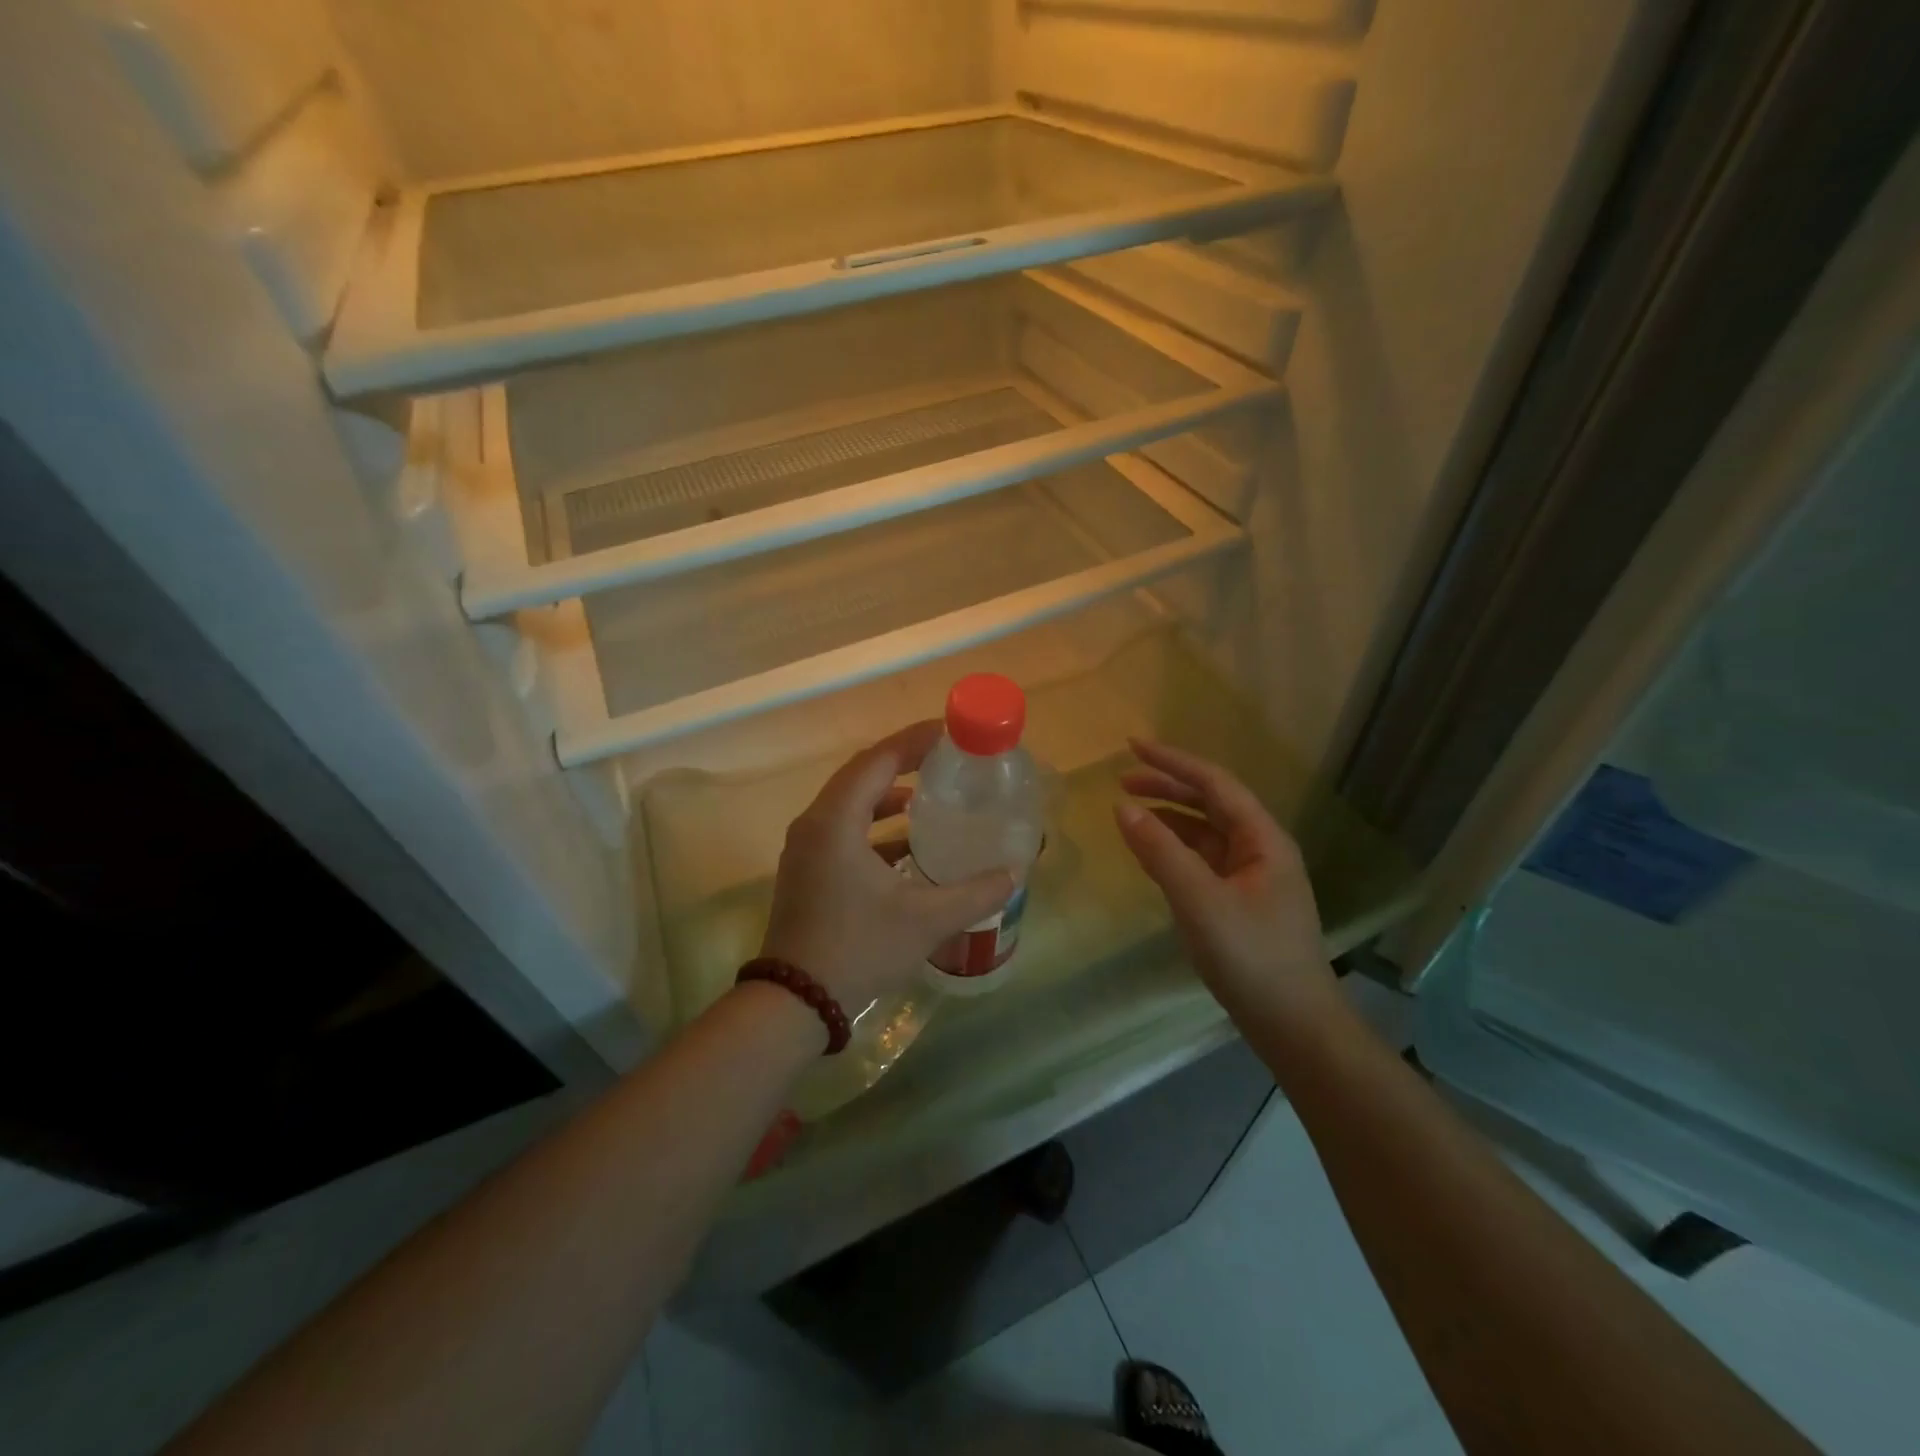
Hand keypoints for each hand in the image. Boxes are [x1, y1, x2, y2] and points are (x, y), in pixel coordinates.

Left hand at [760, 721, 1016, 1012]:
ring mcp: (806, 848)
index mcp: (836, 821)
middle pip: (862, 774)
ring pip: (851, 803)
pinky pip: (844, 829)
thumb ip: (974, 893)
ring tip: (930, 797)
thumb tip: (1012, 874)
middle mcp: (815, 823)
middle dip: (904, 762)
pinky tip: (908, 844)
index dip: (915, 741)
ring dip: (888, 795)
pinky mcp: (807, 870)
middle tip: (946, 758)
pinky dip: (875, 826)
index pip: (879, 760)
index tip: (951, 732)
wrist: (795, 1002)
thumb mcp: (925, 920)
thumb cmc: (858, 949)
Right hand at [1114, 739, 1336, 1025]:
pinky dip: (1174, 848)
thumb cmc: (1250, 956)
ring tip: (1130, 812)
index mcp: (1262, 839)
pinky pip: (1202, 860)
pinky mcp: (1240, 902)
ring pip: (1205, 832)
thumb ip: (1160, 851)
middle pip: (1210, 803)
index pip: (1214, 783)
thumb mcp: (1198, 900)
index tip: (1131, 746)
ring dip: (1169, 817)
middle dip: (1168, 787)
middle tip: (1122, 780)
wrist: (1293, 1024)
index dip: (1172, 762)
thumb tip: (1122, 807)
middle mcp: (1260, 848)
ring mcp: (1252, 877)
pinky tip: (1151, 852)